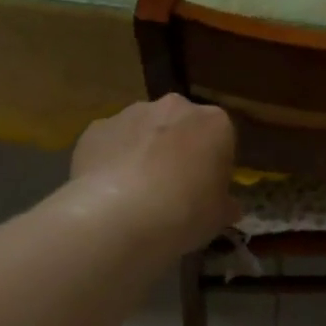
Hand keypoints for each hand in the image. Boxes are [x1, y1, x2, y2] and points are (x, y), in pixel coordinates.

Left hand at [70, 95, 238, 253]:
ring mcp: (131, 114)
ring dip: (144, 151)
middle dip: (178, 150)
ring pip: (143, 130)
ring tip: (136, 193)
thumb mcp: (218, 217)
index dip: (214, 166)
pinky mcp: (96, 128)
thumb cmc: (184, 213)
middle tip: (173, 189)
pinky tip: (109, 192)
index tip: (206, 190)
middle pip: (181, 126)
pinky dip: (111, 160)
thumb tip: (228, 207)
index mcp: (214, 123)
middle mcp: (174, 107)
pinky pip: (111, 143)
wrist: (119, 217)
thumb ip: (225, 205)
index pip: (221, 139)